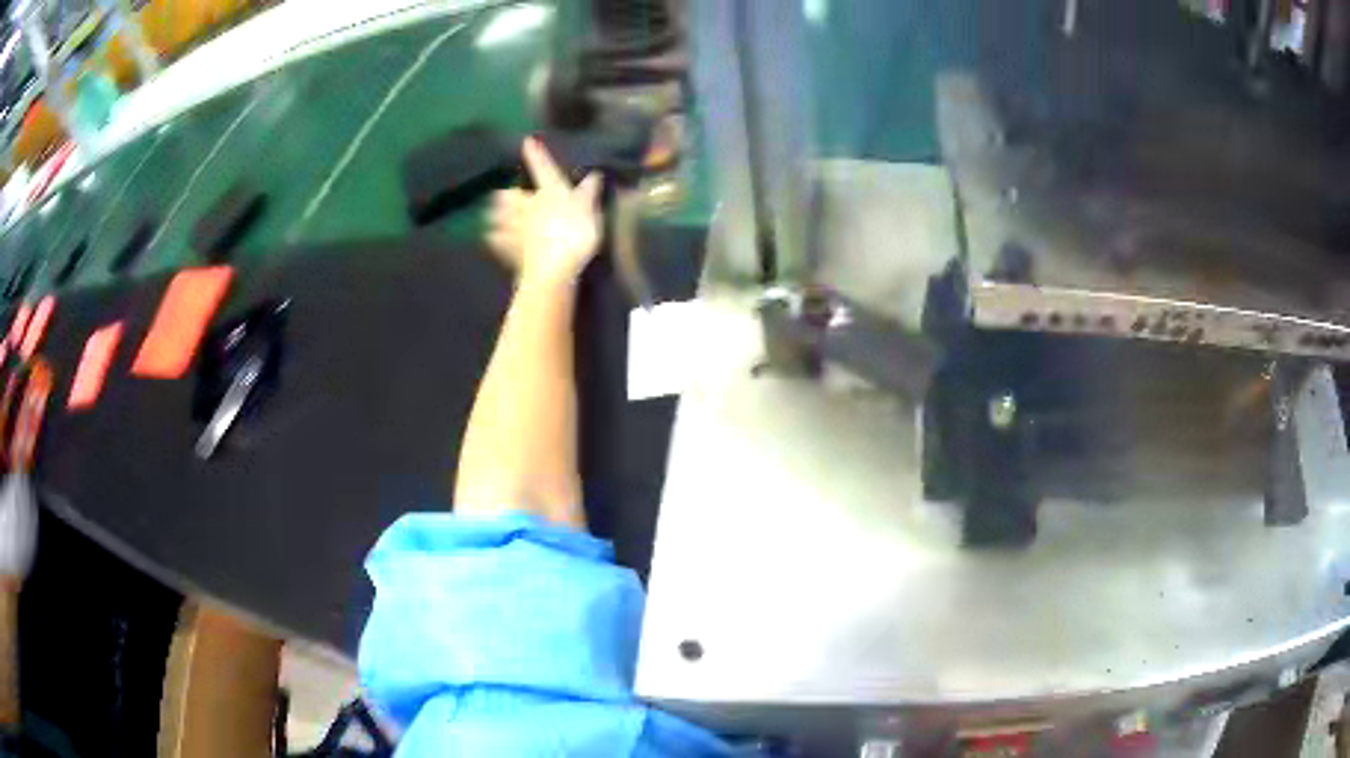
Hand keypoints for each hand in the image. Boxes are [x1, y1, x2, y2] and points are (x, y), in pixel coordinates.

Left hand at [488, 137, 603, 286]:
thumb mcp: (589, 211)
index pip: (542, 168)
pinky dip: (494, 238)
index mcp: (549, 192)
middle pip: (509, 195)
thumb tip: (593, 174)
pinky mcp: (509, 250)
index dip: (535, 154)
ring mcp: (515, 228)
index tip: (527, 141)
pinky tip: (492, 237)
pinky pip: (497, 241)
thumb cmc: (575, 234)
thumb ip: (588, 193)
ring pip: (498, 216)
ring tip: (494, 214)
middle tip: (504, 193)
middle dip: (506, 194)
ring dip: (496, 214)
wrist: (552, 270)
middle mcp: (527, 206)